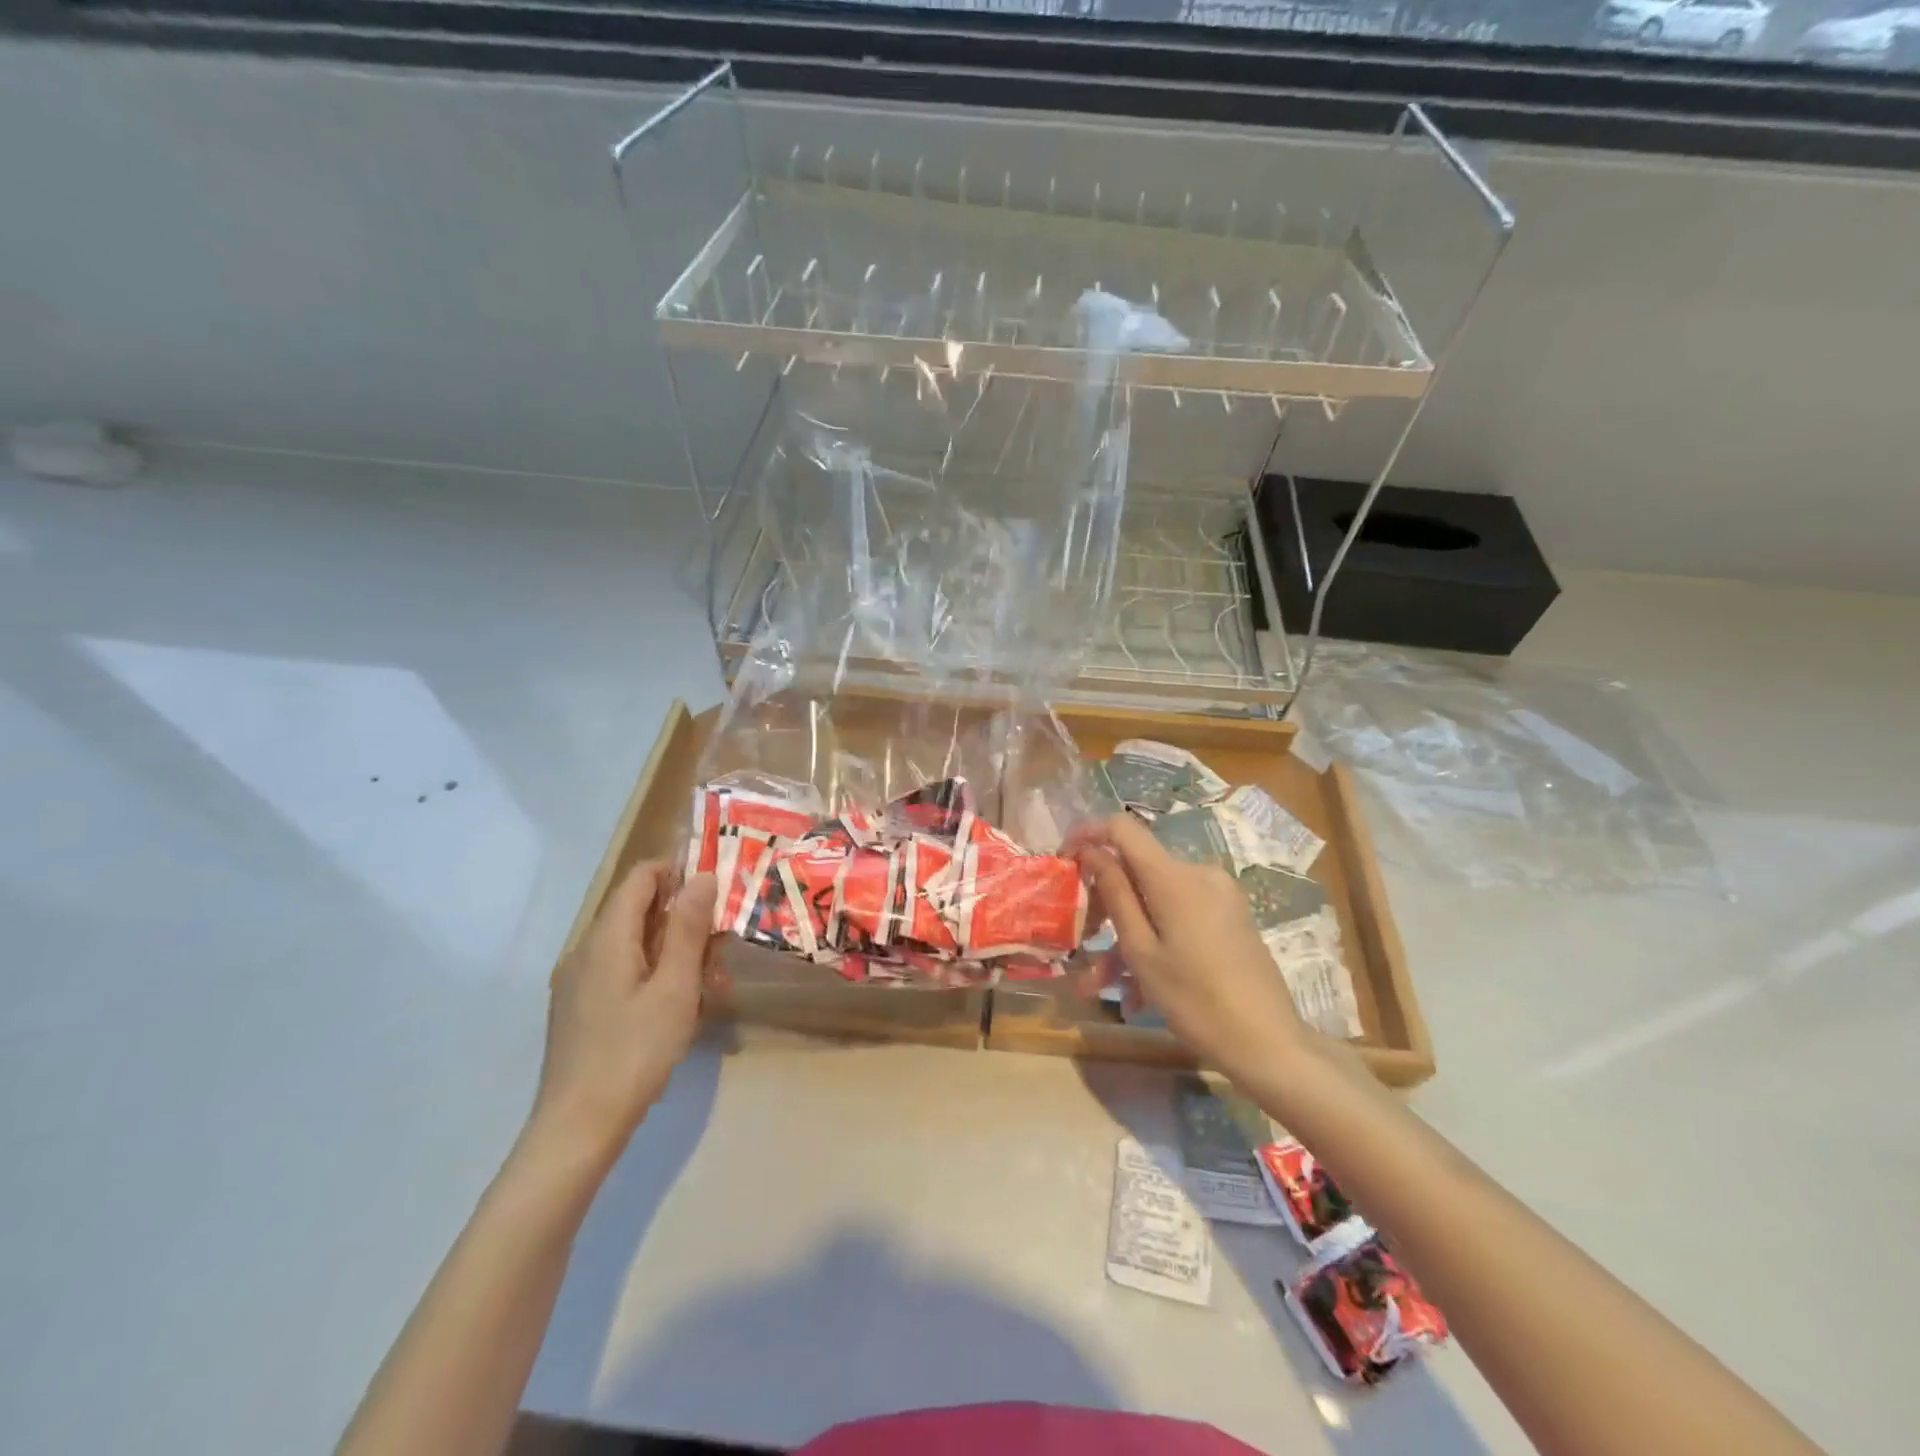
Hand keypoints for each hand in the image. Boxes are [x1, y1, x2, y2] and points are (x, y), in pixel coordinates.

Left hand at [528, 862, 717, 1167]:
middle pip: (638, 911)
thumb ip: (688, 929)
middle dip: (684, 918)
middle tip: (723, 944)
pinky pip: (622, 972)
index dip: (678, 871)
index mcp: (607, 938)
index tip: (716, 887)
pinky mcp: (580, 1010)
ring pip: (634, 945)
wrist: (577, 1129)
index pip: (641, 878)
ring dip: (675, 951)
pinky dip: (655, 974)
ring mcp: (579, 982)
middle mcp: (586, 951)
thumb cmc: (634, 1052)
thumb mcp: (675, 988)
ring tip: (713, 982)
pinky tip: (681, 1008)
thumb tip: (701, 875)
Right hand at [1078, 814, 1305, 1082]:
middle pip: (1138, 869)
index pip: (1122, 828)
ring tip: (1107, 986)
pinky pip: (1179, 914)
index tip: (1065, 860)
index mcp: (1174, 876)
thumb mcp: (1141, 951)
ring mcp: (1219, 894)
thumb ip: (1115, 893)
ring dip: (1127, 934)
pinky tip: (1141, 988)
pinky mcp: (1229, 914)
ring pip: (1155, 900)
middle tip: (1082, 945)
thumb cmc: (1195, 1000)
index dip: (1089, 834)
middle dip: (1105, 903)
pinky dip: (1155, 938)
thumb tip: (1093, 851)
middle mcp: (1199, 873)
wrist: (1269, 1043)